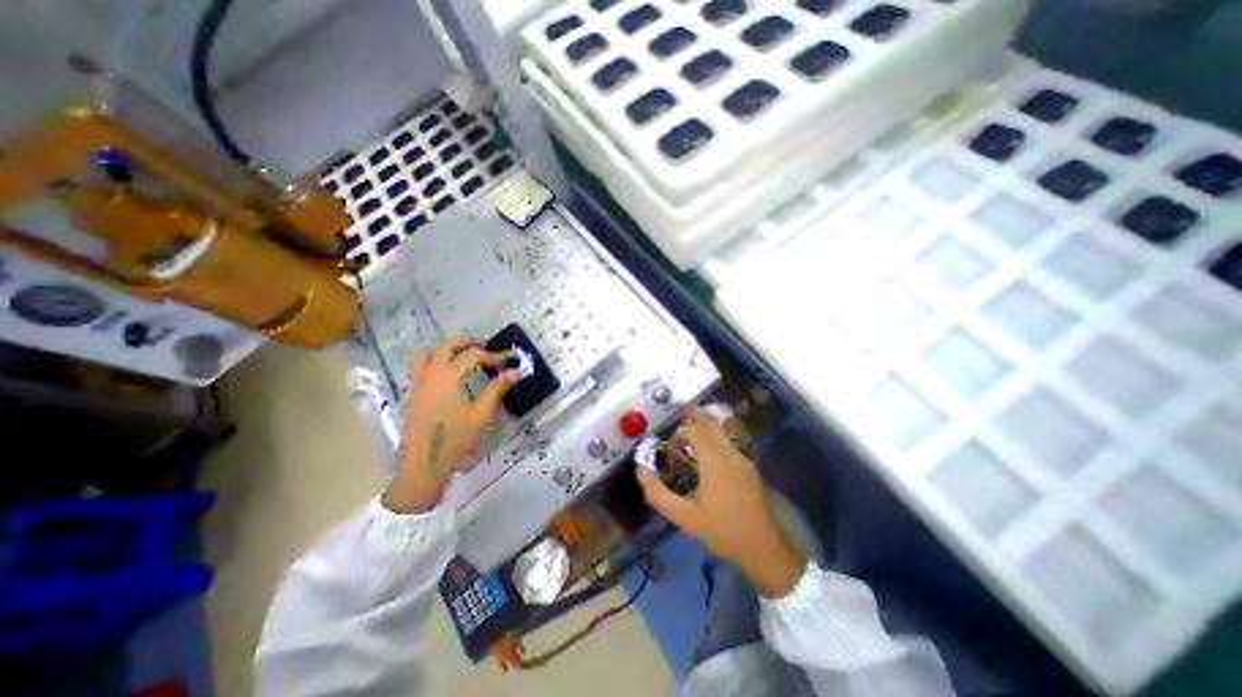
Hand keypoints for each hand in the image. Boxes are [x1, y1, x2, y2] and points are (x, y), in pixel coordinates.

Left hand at [379, 334, 513, 512]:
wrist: (423, 464)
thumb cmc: (456, 438)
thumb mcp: (482, 413)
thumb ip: (498, 389)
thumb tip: (516, 371)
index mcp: (449, 376)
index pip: (473, 355)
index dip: (494, 355)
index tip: (509, 358)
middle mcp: (431, 374)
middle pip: (447, 346)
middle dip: (467, 342)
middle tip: (485, 345)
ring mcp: (419, 384)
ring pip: (429, 354)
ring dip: (447, 349)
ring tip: (463, 355)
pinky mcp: (414, 395)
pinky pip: (422, 367)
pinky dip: (436, 362)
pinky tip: (450, 377)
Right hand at [633, 409, 810, 597]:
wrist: (763, 547)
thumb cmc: (721, 530)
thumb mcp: (684, 517)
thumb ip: (658, 493)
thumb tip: (641, 469)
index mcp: (714, 462)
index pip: (695, 430)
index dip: (679, 434)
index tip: (670, 451)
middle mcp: (730, 453)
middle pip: (710, 424)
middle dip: (691, 424)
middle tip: (677, 440)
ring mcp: (743, 458)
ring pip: (721, 432)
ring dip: (704, 432)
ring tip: (689, 449)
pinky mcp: (749, 466)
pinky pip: (728, 443)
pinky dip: (714, 442)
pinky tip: (707, 462)